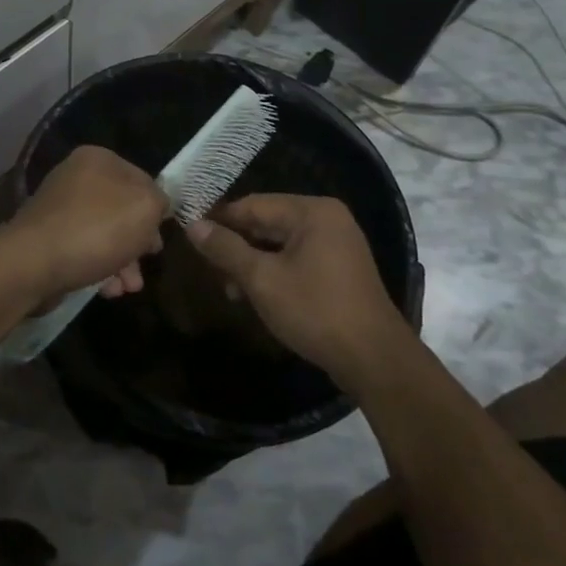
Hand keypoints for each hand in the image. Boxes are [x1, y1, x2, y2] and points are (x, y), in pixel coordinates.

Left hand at [4, 146, 166, 300]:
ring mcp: (60, 209)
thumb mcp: (145, 208)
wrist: (33, 264)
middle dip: (139, 242)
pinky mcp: (49, 239)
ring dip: (124, 262)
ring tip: (129, 287)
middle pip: (122, 209)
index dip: (156, 209)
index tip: (161, 235)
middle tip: (148, 262)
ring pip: (105, 234)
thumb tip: (156, 206)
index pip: (142, 179)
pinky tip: (107, 290)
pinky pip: (84, 251)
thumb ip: (160, 201)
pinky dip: (100, 268)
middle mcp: (76, 177)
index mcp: (98, 159)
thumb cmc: (96, 229)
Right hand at [184, 195, 404, 377]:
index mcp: (311, 211)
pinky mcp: (339, 269)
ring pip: (279, 244)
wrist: (375, 361)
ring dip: (251, 263)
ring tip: (229, 290)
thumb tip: (192, 225)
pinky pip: (296, 259)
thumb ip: (226, 249)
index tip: (190, 234)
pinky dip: (273, 272)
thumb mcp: (262, 279)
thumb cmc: (316, 311)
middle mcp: (326, 219)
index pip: (252, 205)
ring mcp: (336, 244)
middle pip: (266, 222)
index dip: (219, 219)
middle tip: (208, 268)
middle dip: (236, 245)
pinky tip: (253, 294)